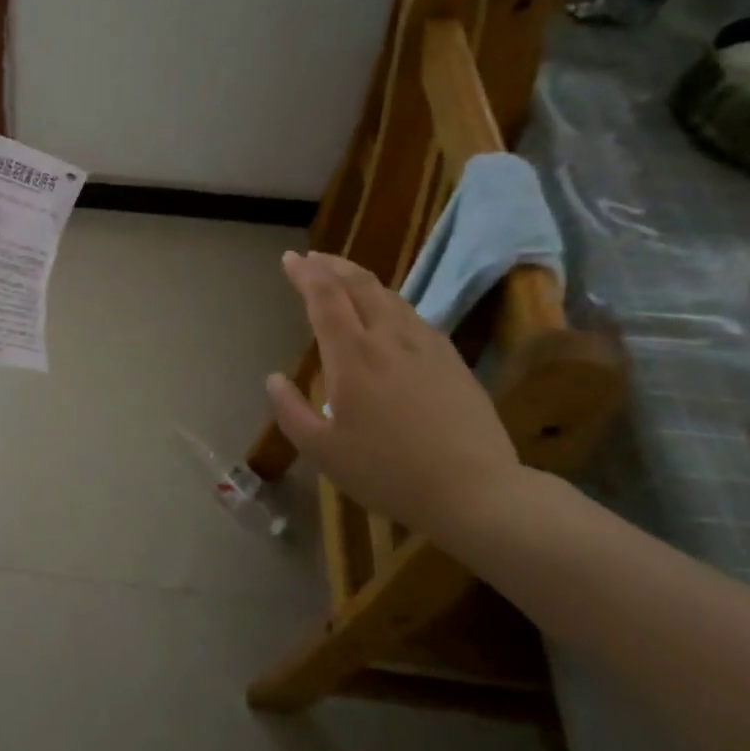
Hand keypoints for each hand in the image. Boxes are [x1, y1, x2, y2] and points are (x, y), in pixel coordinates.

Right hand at [266, 251, 519, 530]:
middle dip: (332, 265)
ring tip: (345, 278)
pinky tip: (390, 314)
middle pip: (359, 285)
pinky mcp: (452, 361)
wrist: (476, 492)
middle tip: (313, 258)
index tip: (290, 258)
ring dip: (361, 279)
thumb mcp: (323, 451)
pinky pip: (414, 315)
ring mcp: (427, 347)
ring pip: (390, 296)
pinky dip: (389, 302)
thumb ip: (290, 411)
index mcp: (352, 356)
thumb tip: (273, 379)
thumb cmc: (388, 472)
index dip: (305, 273)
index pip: (324, 297)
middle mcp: (389, 339)